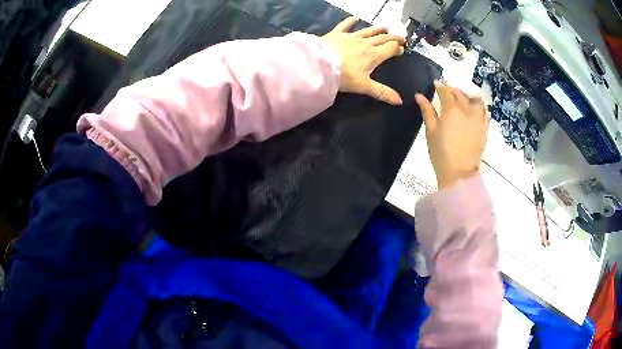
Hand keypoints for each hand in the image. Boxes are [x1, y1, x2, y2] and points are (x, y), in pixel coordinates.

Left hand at [322, 17, 404, 104]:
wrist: (320, 65)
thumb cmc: (344, 77)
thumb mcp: (365, 87)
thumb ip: (383, 92)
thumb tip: (400, 101)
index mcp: (374, 55)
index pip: (390, 48)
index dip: (398, 48)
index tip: (402, 48)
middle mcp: (365, 43)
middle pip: (382, 38)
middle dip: (393, 37)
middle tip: (400, 37)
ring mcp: (351, 37)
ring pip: (368, 31)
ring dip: (378, 29)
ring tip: (385, 28)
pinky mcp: (337, 34)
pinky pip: (345, 25)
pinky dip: (351, 20)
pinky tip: (355, 17)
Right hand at [415, 81, 488, 188]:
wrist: (459, 173)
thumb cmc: (441, 153)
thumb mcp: (431, 131)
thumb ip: (427, 111)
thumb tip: (419, 96)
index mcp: (452, 109)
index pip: (446, 91)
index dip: (440, 86)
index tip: (436, 83)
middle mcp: (467, 110)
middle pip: (460, 94)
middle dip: (453, 90)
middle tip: (447, 91)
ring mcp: (478, 119)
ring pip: (475, 100)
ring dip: (468, 96)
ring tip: (463, 100)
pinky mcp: (484, 129)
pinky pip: (484, 112)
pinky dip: (478, 107)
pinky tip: (474, 110)